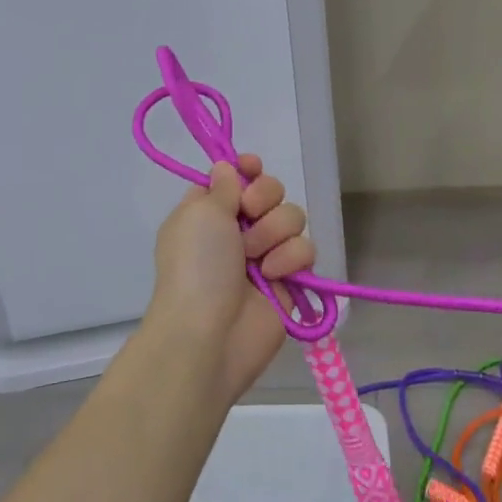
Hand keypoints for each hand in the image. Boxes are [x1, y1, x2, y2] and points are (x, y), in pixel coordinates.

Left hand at [148, 155, 314, 401]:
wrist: (208, 334)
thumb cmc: (196, 265)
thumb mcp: (199, 212)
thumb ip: (222, 185)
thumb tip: (229, 167)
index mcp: (209, 211)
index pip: (237, 176)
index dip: (247, 169)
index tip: (251, 168)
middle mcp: (237, 229)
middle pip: (271, 191)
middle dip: (265, 198)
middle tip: (250, 214)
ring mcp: (265, 255)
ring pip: (292, 218)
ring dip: (275, 232)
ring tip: (256, 258)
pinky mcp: (289, 280)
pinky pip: (305, 250)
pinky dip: (290, 259)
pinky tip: (272, 276)